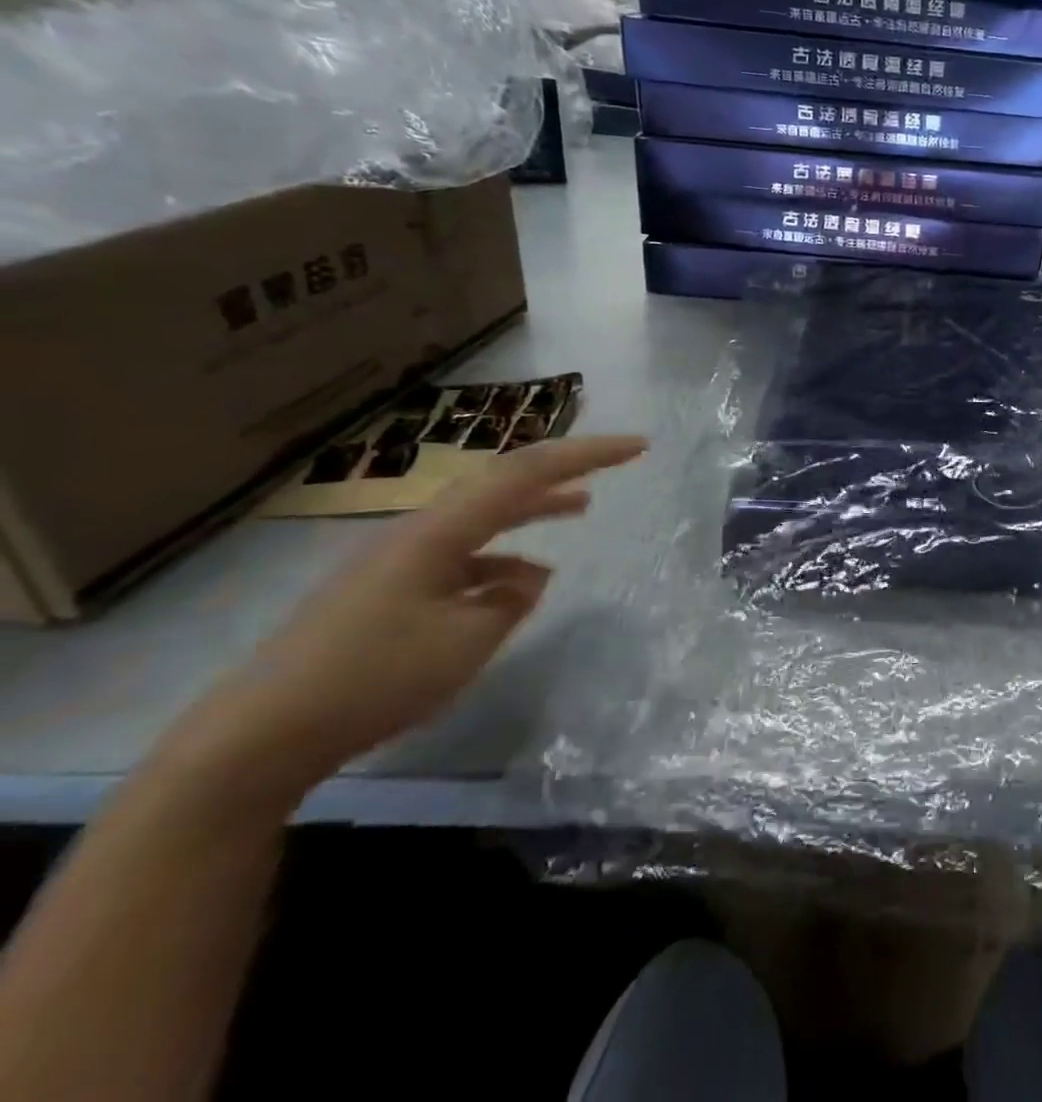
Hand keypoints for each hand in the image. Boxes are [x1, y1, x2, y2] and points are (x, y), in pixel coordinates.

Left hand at [179, 436, 648, 802]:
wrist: (260, 735)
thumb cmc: (374, 678)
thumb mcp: (466, 642)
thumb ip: (511, 600)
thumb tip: (530, 578)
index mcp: (441, 531)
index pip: (528, 472)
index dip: (588, 454)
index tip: (639, 446)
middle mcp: (421, 531)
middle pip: (505, 481)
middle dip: (565, 469)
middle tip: (618, 461)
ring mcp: (402, 559)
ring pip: (485, 517)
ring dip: (536, 508)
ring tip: (582, 507)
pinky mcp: (390, 588)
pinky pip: (464, 556)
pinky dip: (503, 558)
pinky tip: (521, 584)